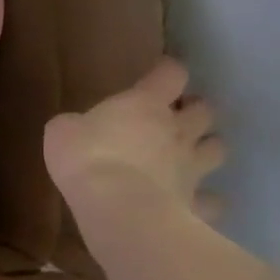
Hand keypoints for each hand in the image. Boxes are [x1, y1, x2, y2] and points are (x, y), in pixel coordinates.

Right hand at [43, 57, 225, 221]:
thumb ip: (75, 125)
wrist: (117, 208)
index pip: (171, 73)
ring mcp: (192, 168)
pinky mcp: (195, 203)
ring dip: (207, 148)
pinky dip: (205, 200)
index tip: (159, 74)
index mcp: (147, 104)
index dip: (167, 71)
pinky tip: (192, 203)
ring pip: (217, 149)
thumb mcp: (62, 132)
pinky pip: (211, 200)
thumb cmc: (87, 159)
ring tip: (191, 156)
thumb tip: (75, 128)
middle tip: (175, 118)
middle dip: (194, 111)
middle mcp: (178, 131)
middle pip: (205, 110)